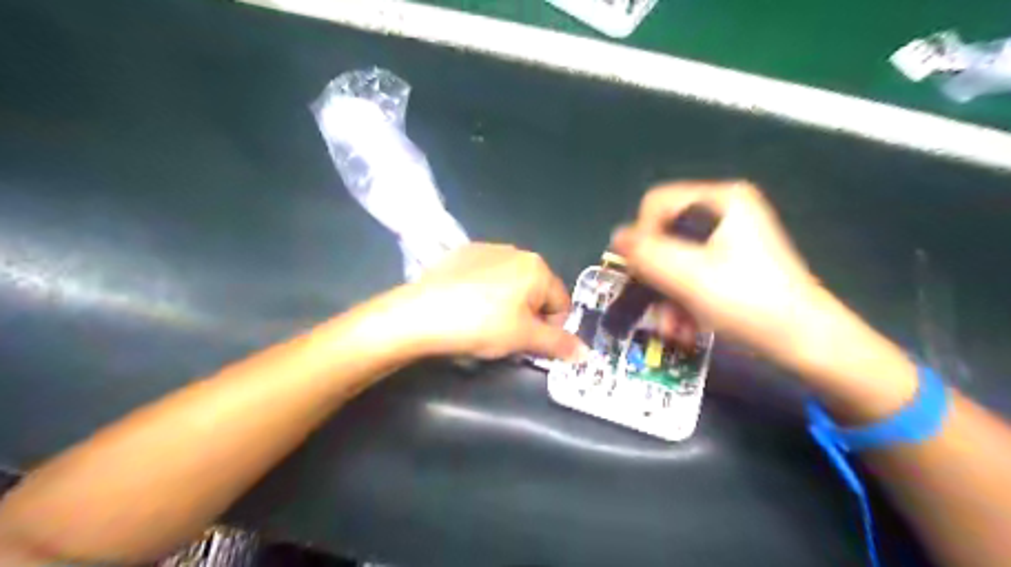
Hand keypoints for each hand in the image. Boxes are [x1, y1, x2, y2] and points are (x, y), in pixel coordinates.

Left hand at [390, 241, 589, 359]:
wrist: (421, 312)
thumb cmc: (481, 325)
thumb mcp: (524, 339)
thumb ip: (558, 344)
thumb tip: (586, 353)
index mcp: (537, 268)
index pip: (561, 305)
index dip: (550, 330)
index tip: (529, 346)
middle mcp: (516, 251)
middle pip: (536, 292)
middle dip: (528, 317)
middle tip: (506, 337)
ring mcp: (487, 249)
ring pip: (511, 284)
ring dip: (507, 304)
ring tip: (483, 323)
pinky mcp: (462, 253)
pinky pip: (486, 277)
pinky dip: (485, 292)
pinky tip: (466, 306)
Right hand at [611, 182, 824, 363]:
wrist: (806, 343)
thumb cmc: (748, 302)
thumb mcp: (687, 275)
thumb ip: (644, 252)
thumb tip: (616, 237)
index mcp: (720, 199)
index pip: (655, 204)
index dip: (642, 237)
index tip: (645, 272)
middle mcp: (724, 211)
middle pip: (664, 233)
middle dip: (654, 275)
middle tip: (652, 304)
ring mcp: (730, 239)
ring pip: (675, 259)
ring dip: (666, 295)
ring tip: (671, 327)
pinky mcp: (732, 264)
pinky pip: (691, 273)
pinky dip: (683, 299)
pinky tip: (684, 327)